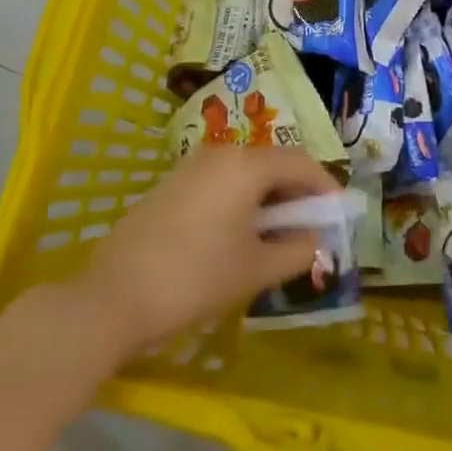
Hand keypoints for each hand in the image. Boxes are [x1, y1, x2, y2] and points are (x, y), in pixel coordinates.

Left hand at [73, 145, 339, 356]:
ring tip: (276, 236)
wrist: (113, 297)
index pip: (300, 162)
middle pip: (272, 163)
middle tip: (310, 228)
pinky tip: (238, 236)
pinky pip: (220, 182)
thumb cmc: (195, 278)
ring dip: (268, 198)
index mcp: (246, 165)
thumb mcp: (256, 269)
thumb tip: (317, 239)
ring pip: (245, 173)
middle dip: (296, 193)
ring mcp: (191, 167)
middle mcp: (220, 154)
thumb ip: (297, 249)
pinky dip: (240, 201)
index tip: (338, 215)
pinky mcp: (171, 186)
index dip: (324, 187)